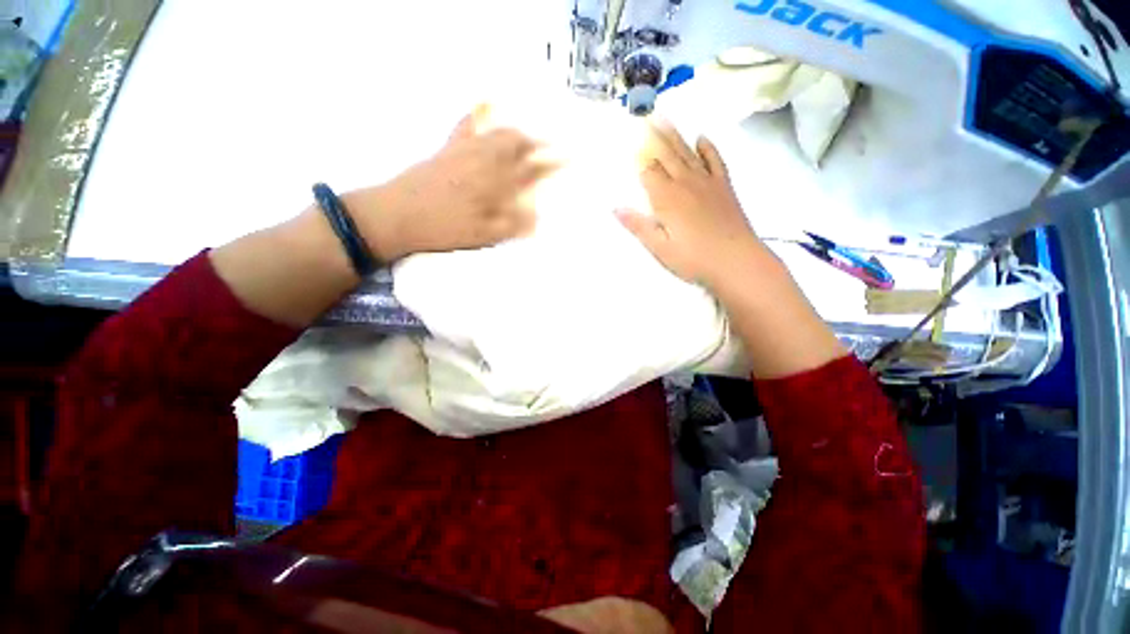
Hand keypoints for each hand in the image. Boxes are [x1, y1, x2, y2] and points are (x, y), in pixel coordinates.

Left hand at [345, 105, 554, 260]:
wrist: (397, 215)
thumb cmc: (444, 228)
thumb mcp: (483, 235)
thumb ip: (512, 225)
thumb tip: (538, 217)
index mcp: (494, 183)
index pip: (530, 169)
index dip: (551, 163)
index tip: (568, 157)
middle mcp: (482, 161)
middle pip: (514, 143)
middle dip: (535, 142)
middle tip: (548, 143)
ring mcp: (462, 152)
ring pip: (494, 132)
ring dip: (514, 130)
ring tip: (525, 132)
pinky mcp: (445, 151)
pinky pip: (463, 127)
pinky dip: (475, 115)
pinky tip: (482, 107)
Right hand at [616, 120, 766, 288]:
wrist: (736, 261)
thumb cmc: (694, 259)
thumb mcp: (660, 248)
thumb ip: (638, 226)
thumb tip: (616, 208)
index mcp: (667, 199)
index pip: (649, 173)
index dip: (639, 160)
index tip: (630, 145)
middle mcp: (685, 184)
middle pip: (667, 155)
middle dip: (654, 137)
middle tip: (646, 116)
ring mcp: (707, 182)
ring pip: (687, 153)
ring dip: (675, 136)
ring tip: (665, 119)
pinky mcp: (724, 187)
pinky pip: (715, 160)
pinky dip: (707, 148)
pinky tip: (701, 138)